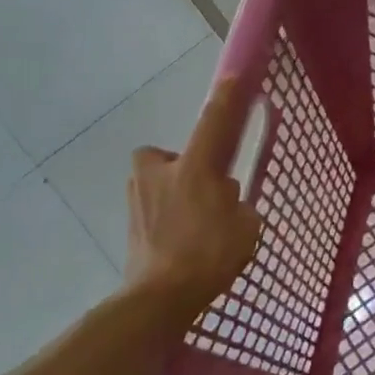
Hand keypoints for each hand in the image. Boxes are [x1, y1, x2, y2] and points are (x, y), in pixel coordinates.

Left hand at [124, 77, 262, 319]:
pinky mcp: (128, 223)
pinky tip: (179, 242)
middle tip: (201, 187)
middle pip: (166, 154)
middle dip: (180, 165)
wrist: (159, 298)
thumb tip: (226, 203)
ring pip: (155, 182)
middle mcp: (161, 173)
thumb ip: (239, 206)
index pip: (213, 123)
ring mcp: (138, 197)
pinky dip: (164, 218)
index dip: (226, 99)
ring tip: (192, 221)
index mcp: (195, 168)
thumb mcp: (246, 227)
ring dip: (171, 192)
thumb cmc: (210, 256)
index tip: (232, 76)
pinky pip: (151, 208)